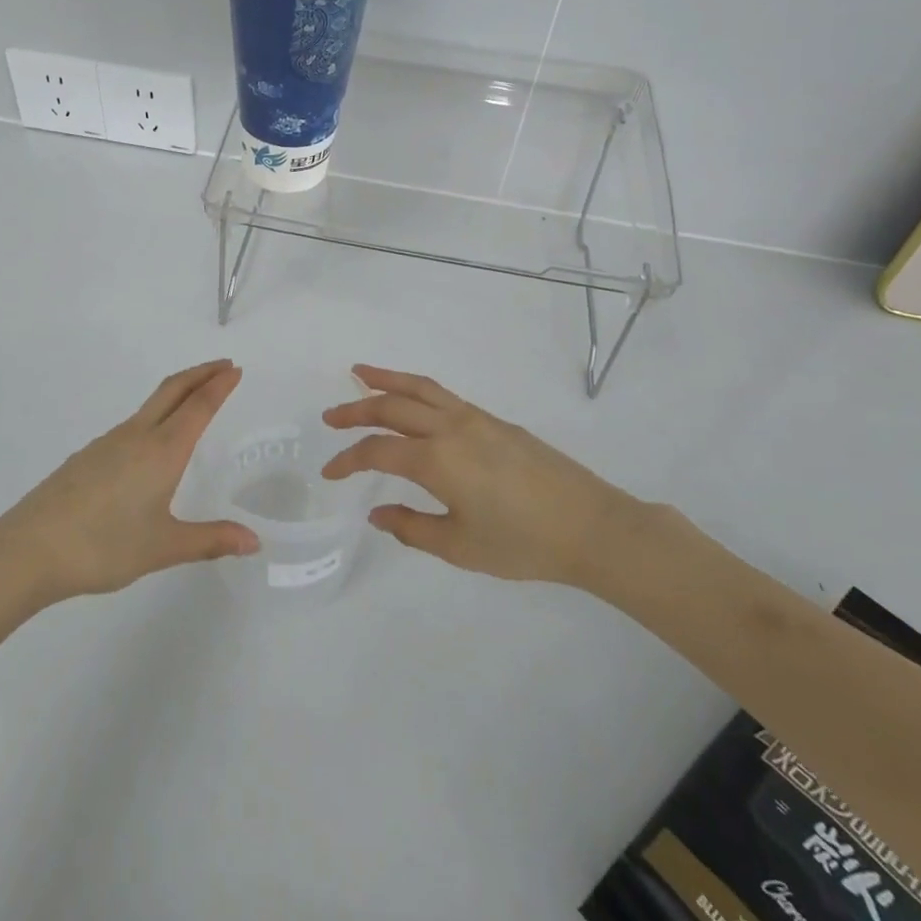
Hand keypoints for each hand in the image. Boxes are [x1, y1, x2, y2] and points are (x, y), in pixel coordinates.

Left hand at [0, 360, 258, 605]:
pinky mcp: (87, 456)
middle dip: (201, 373)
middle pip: (173, 390)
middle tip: (223, 366)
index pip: (198, 406)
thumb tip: (254, 542)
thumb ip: (210, 540)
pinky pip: (131, 425)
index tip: (235, 369)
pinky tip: (150, 445)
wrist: (29, 550)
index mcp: (162, 450)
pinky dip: (155, 416)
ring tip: (193, 402)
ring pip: (150, 405)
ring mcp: (108, 442)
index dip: (219, 384)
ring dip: (177, 393)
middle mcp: (137, 436)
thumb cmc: (103, 546)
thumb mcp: (163, 547)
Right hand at [321, 365, 651, 591]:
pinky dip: (416, 388)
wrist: (590, 525)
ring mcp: (474, 418)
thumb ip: (412, 528)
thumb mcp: (461, 548)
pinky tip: (411, 398)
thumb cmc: (523, 544)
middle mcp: (450, 428)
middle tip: (330, 416)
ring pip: (419, 388)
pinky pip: (443, 394)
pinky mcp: (493, 419)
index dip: (347, 460)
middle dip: (355, 410)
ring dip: (385, 380)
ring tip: (359, 372)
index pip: (377, 452)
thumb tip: (376, 513)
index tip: (330, 473)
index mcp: (436, 461)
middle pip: (392, 408)